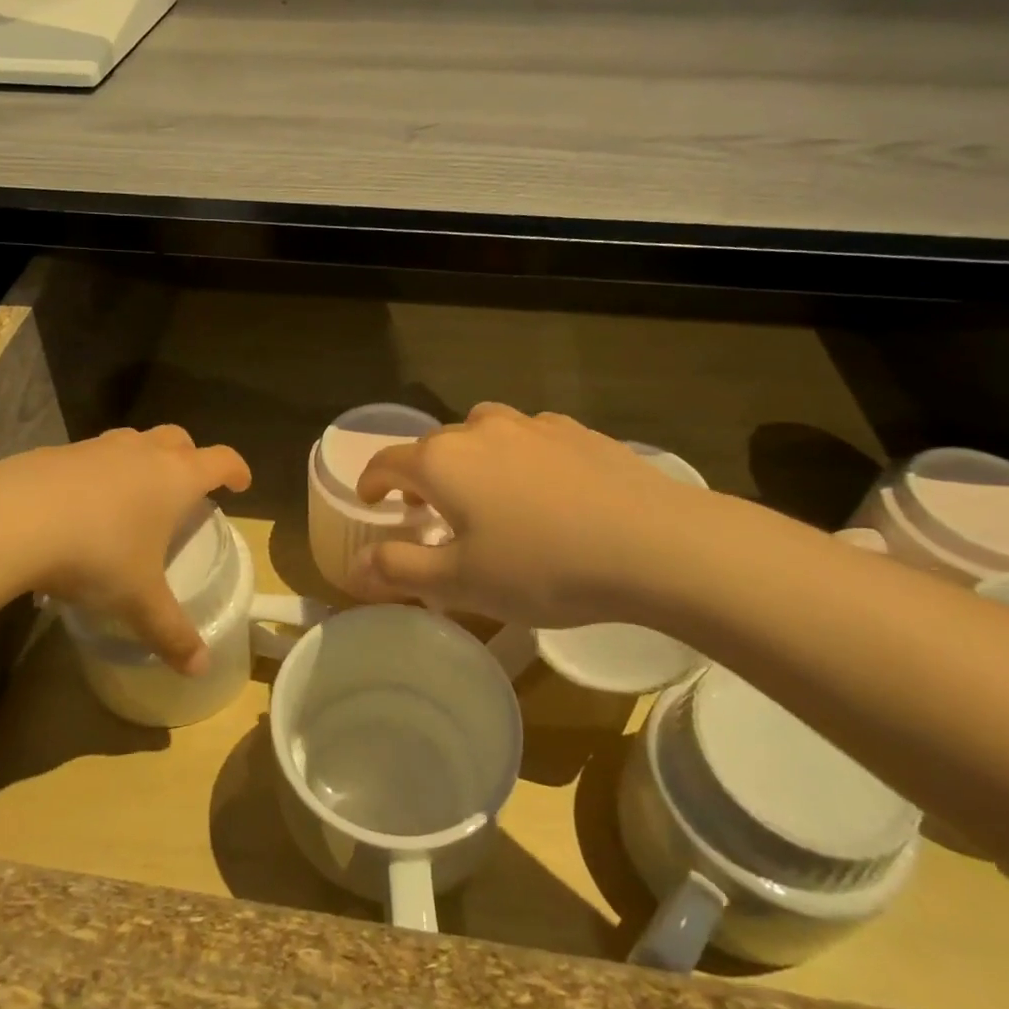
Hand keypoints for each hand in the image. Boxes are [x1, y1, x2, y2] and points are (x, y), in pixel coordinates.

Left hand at [0, 427, 250, 673]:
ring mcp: (97, 447)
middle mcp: (142, 452)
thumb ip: (172, 632)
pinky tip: (80, 506)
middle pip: (179, 440)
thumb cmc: (96, 554)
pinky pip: (91, 456)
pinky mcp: (57, 452)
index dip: (236, 470)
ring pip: (133, 441)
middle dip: (190, 458)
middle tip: (186, 489)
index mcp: (175, 478)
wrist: (11, 520)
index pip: (221, 460)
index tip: (240, 484)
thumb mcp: (138, 600)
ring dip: (143, 460)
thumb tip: (201, 668)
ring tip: (134, 495)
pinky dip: (98, 472)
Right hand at [348, 403, 736, 630]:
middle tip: (430, 512)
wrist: (654, 544)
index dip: (372, 482)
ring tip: (486, 493)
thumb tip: (354, 568)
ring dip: (469, 458)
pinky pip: (527, 437)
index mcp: (442, 462)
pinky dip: (517, 455)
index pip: (388, 463)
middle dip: (422, 475)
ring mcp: (530, 425)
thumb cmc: (543, 567)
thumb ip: (400, 571)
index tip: (371, 501)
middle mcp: (478, 430)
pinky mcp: (574, 431)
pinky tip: (542, 487)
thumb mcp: (462, 583)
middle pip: (433, 446)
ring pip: (480, 433)